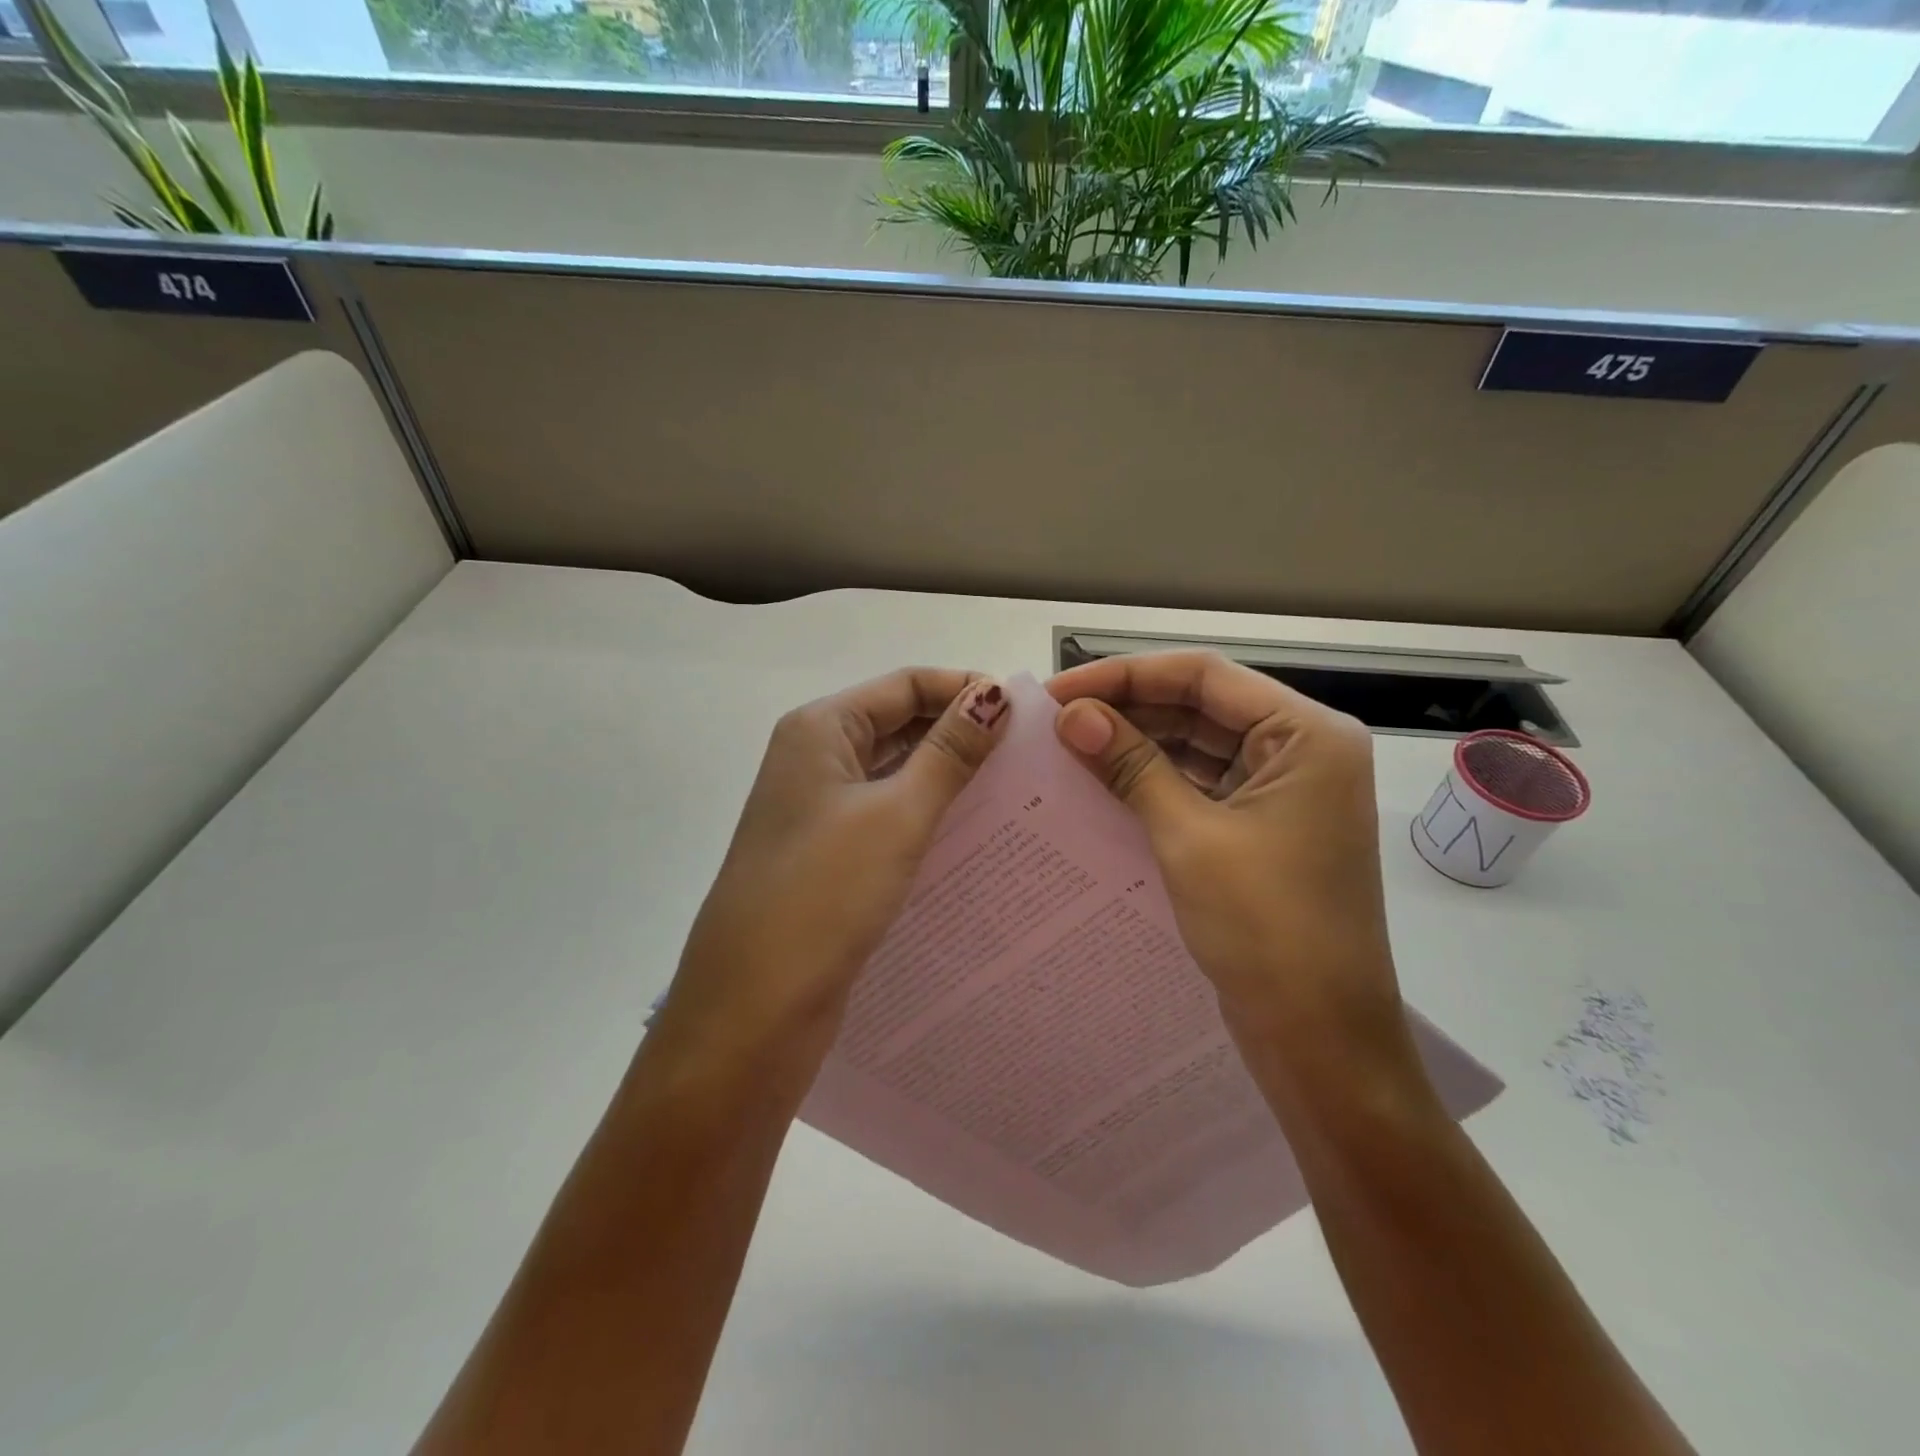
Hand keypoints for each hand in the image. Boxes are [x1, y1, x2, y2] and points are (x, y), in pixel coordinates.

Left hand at [652, 669, 1010, 1084]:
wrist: (753, 1011)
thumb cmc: (823, 895)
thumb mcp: (896, 815)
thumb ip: (948, 753)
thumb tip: (993, 695)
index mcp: (820, 730)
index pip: (905, 684)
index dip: (964, 690)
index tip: (1025, 716)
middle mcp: (816, 760)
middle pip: (900, 725)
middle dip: (961, 734)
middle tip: (1029, 757)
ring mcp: (820, 811)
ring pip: (897, 774)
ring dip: (949, 778)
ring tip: (1016, 793)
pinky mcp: (831, 856)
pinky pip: (889, 818)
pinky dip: (929, 817)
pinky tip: (975, 835)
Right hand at [1048, 651, 1406, 1061]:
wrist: (1320, 1041)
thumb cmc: (1266, 929)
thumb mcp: (1188, 837)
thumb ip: (1130, 765)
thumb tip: (1069, 714)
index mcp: (1307, 735)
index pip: (1203, 675)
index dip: (1124, 675)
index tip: (1057, 692)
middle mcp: (1302, 750)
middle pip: (1202, 706)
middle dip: (1127, 709)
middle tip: (1053, 722)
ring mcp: (1284, 791)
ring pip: (1198, 746)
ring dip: (1137, 745)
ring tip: (1068, 748)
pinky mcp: (1264, 828)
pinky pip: (1202, 786)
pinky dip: (1155, 782)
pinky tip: (1103, 784)